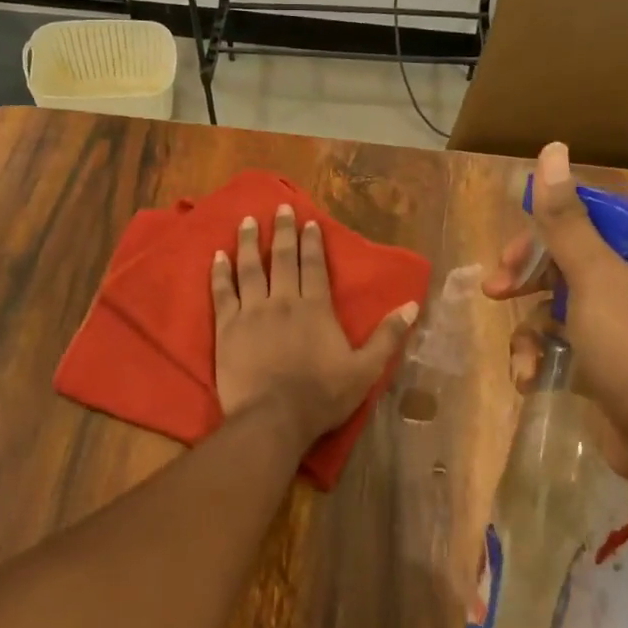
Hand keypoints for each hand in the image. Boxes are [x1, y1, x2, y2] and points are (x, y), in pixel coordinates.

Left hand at [213, 204, 419, 442]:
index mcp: (316, 308)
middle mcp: (283, 301)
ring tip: (245, 221)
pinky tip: (216, 256)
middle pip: (282, 259)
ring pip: (249, 269)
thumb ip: (387, 336)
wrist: (273, 419)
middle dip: (282, 231)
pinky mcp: (227, 328)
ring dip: (248, 243)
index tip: (308, 221)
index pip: (314, 266)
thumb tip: (411, 305)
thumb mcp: (365, 370)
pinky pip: (222, 293)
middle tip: (279, 208)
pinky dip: (219, 273)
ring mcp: (252, 312)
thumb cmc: (321, 396)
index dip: (312, 243)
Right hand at [485, 142, 627, 478]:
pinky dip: (538, 358)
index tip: (514, 244)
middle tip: (496, 289)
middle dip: (526, 277)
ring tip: (522, 358)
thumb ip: (566, 218)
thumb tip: (551, 151)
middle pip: (563, 260)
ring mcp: (614, 323)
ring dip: (528, 331)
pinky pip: (556, 343)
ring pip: (552, 305)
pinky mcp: (599, 359)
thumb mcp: (594, 278)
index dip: (545, 226)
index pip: (587, 216)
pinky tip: (529, 379)